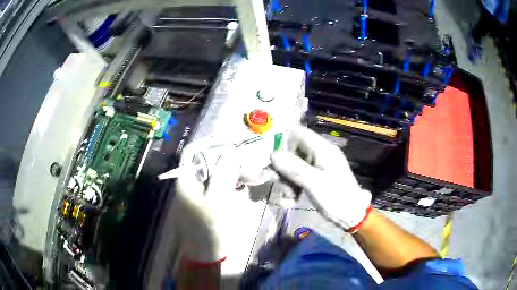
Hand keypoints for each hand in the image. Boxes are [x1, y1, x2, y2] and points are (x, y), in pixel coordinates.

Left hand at [172, 151, 240, 263]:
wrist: (207, 253)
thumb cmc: (208, 229)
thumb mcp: (217, 201)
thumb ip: (223, 174)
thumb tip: (232, 151)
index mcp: (186, 179)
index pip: (194, 151)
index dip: (211, 142)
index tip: (232, 141)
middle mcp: (191, 181)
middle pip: (208, 160)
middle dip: (229, 158)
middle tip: (249, 161)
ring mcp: (200, 191)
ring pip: (217, 172)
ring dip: (235, 170)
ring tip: (254, 174)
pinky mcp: (209, 199)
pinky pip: (221, 183)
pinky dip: (233, 181)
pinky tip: (245, 184)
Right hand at [271, 126, 371, 231]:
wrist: (352, 216)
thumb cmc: (337, 199)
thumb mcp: (314, 183)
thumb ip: (294, 167)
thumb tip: (273, 154)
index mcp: (322, 149)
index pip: (297, 132)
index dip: (281, 141)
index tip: (270, 157)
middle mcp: (318, 154)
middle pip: (292, 152)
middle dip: (282, 168)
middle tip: (275, 183)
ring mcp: (317, 166)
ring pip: (292, 166)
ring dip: (286, 182)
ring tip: (287, 198)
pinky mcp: (315, 178)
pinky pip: (298, 177)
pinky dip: (292, 188)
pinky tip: (290, 202)